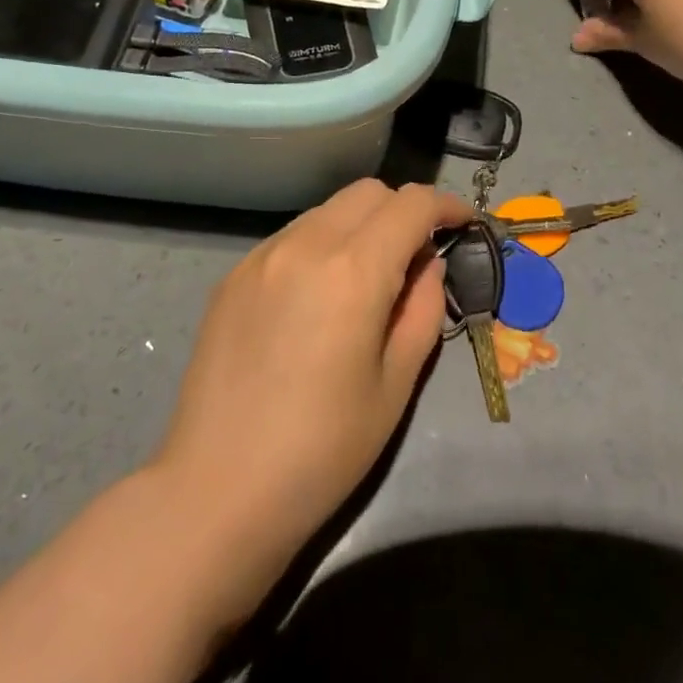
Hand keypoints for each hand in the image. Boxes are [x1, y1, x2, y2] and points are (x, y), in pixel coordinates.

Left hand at [151, 180, 472, 609]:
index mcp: (353, 270)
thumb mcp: (396, 383)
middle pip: (368, 192)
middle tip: (416, 259)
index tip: (464, 226)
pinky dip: (321, 245)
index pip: (412, 204)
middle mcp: (305, 244)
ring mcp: (261, 256)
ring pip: (327, 210)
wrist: (217, 490)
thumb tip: (427, 263)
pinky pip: (292, 237)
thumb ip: (423, 307)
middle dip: (403, 211)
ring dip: (360, 226)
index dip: (447, 206)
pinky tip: (317, 297)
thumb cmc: (323, 450)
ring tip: (365, 280)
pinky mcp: (232, 275)